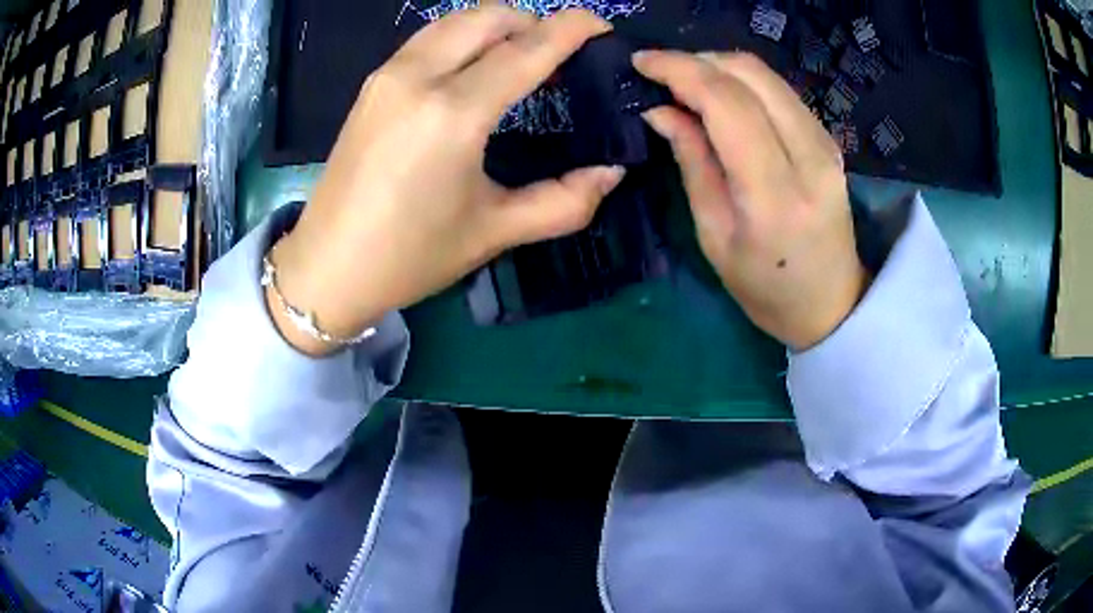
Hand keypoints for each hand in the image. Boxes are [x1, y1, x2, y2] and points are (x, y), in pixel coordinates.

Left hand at [268, 8, 622, 354]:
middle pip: (488, 17)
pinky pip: (428, 38)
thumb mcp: (494, 231)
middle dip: (532, 21)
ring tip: (520, 54)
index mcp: (453, 113)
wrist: (327, 267)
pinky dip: (462, 37)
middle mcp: (418, 77)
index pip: (525, 49)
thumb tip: (611, 173)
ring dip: (496, 25)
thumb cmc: (410, 255)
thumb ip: (563, 201)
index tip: (600, 26)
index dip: (569, 29)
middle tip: (559, 51)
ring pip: (454, 21)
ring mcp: (388, 75)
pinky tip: (473, 66)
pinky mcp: (372, 84)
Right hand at [634, 51, 867, 350]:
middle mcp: (810, 156)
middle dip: (696, 61)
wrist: (831, 303)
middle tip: (659, 73)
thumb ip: (692, 162)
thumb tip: (660, 109)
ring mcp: (825, 143)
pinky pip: (778, 90)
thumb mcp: (715, 237)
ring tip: (683, 83)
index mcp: (775, 194)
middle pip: (749, 74)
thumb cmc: (766, 288)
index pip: (728, 104)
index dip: (680, 70)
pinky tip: (719, 97)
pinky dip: (741, 81)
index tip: (641, 63)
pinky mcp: (828, 139)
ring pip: (765, 75)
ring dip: (718, 67)